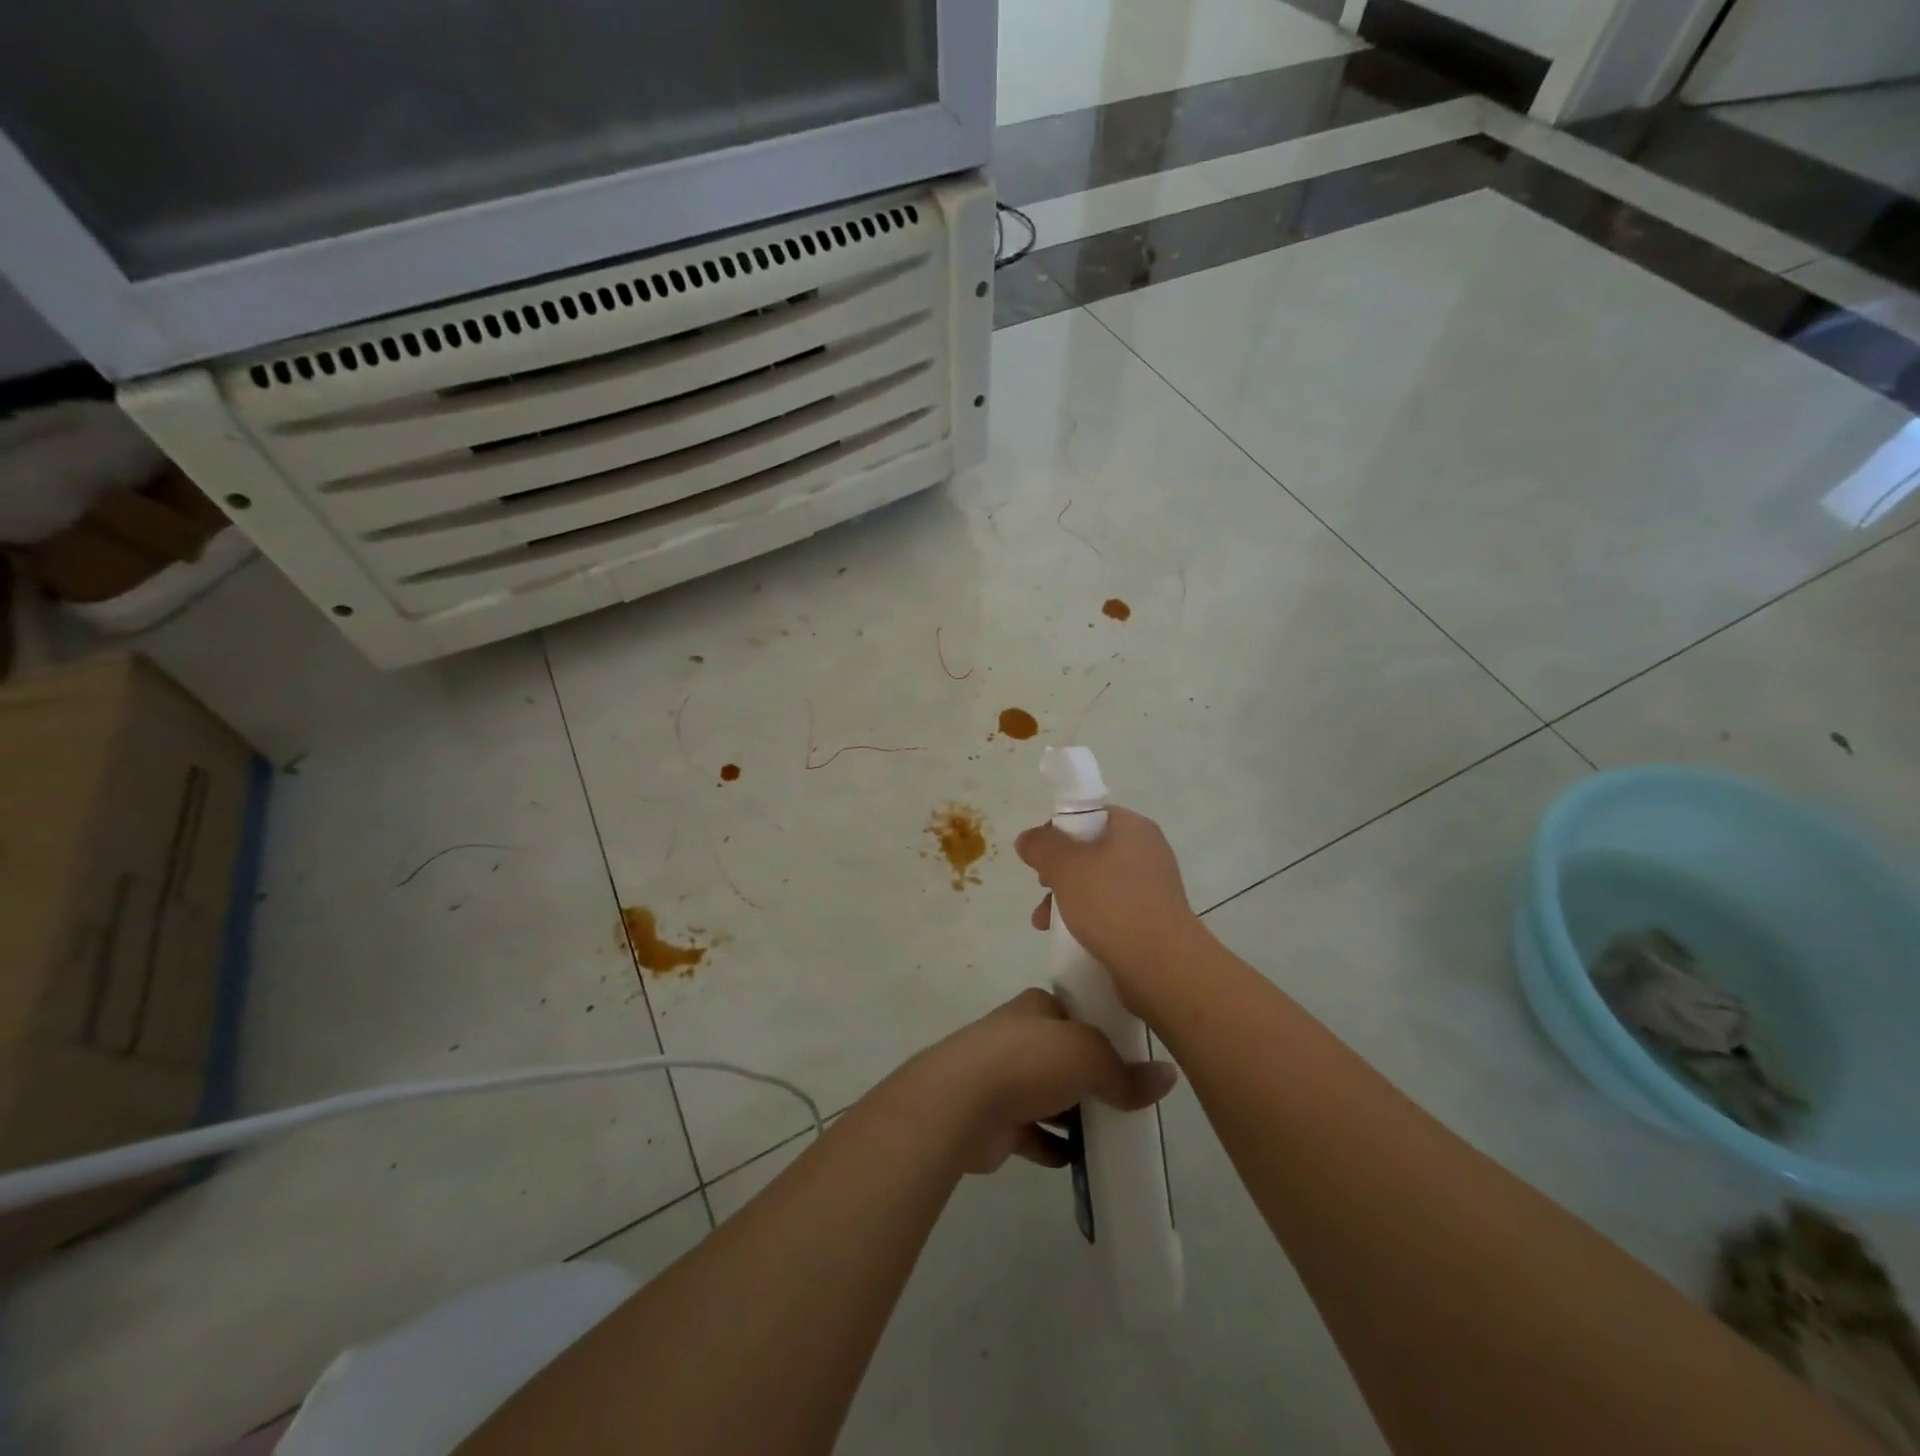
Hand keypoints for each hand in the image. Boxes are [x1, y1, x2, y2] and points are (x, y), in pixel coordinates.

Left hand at [907, 989, 1177, 1174]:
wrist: (960, 1103)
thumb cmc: (1027, 1061)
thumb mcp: (1088, 1054)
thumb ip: (1126, 1071)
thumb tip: (1167, 1078)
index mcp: (1037, 1008)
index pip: (1077, 1014)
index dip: (1105, 1032)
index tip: (1135, 1059)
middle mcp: (1018, 1037)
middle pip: (1064, 1056)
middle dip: (1092, 1077)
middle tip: (1129, 1102)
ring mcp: (1003, 1078)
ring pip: (1049, 1095)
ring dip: (1074, 1114)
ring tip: (1113, 1134)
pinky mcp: (995, 1119)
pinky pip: (1033, 1133)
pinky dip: (1053, 1146)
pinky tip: (1078, 1161)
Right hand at [1015, 805, 1205, 1005]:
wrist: (1161, 965)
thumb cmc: (1111, 904)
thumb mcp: (1065, 867)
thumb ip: (1041, 846)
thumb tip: (1027, 839)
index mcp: (1133, 828)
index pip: (1089, 814)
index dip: (1059, 829)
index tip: (1040, 853)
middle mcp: (1147, 851)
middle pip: (1090, 849)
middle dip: (1058, 869)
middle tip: (1042, 886)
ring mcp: (1151, 887)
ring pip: (1096, 882)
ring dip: (1066, 897)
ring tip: (1043, 921)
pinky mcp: (1151, 919)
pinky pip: (1110, 909)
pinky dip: (1087, 917)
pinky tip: (1066, 937)